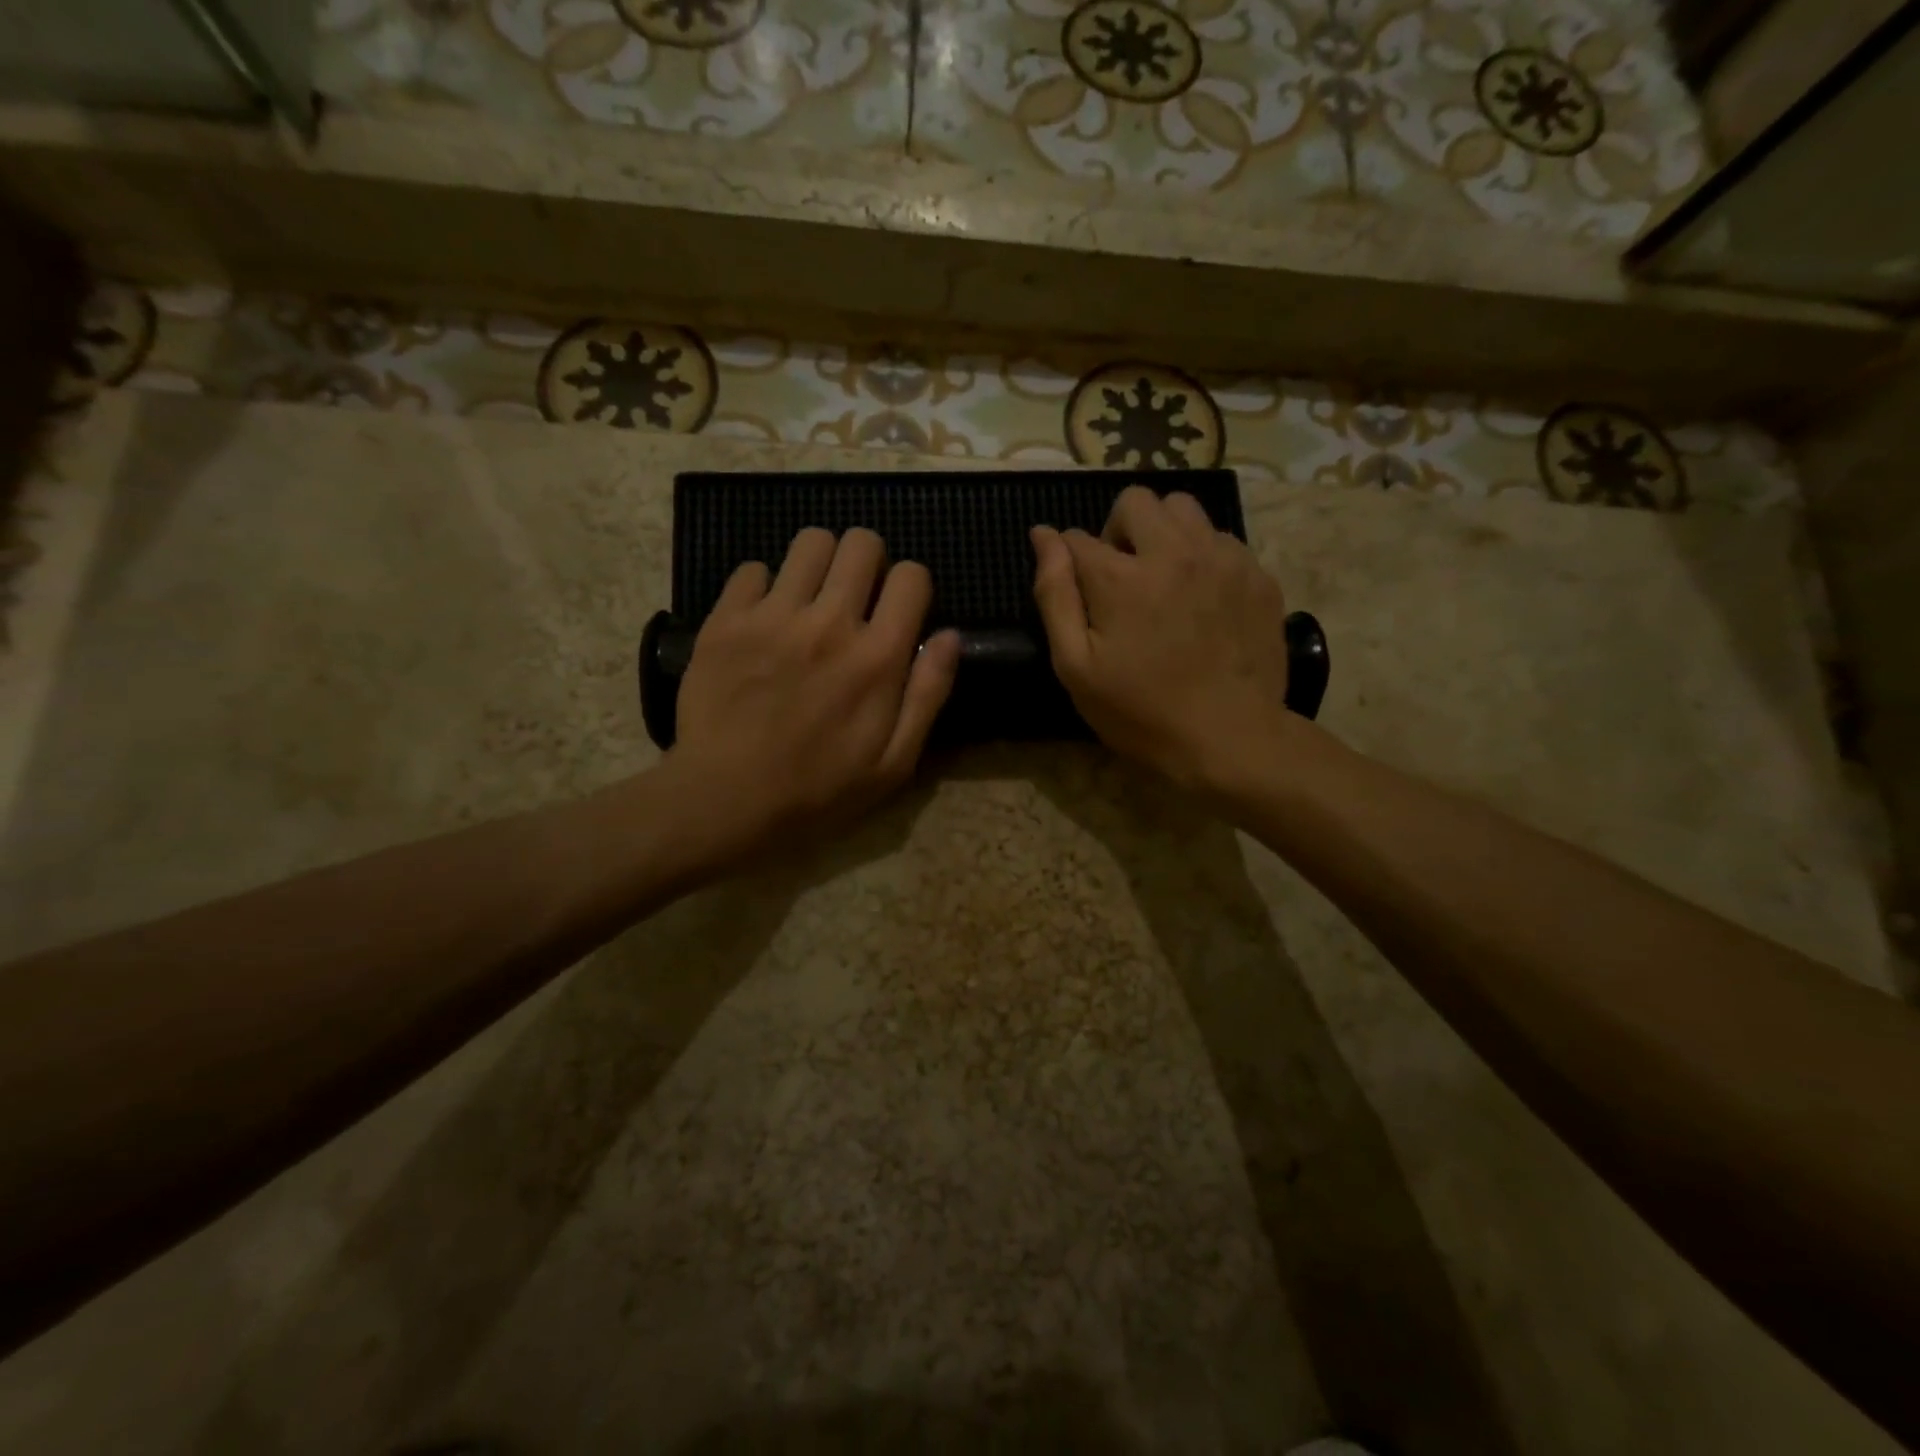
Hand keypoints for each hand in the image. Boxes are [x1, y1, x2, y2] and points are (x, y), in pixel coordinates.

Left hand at [668, 527, 959, 860]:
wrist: (725, 800)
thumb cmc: (818, 790)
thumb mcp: (894, 763)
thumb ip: (928, 695)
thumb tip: (950, 636)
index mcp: (878, 657)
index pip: (912, 576)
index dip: (912, 586)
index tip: (898, 610)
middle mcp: (830, 622)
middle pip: (862, 542)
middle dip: (868, 561)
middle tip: (855, 596)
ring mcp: (773, 616)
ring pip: (809, 541)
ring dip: (819, 563)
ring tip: (810, 598)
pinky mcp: (726, 620)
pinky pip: (752, 569)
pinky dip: (763, 586)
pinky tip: (763, 619)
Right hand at [1031, 487, 1294, 788]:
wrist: (1230, 738)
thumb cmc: (1140, 712)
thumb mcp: (1076, 666)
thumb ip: (1055, 594)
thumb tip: (1043, 536)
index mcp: (1120, 576)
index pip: (1077, 538)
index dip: (1069, 560)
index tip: (1080, 590)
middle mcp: (1173, 551)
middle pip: (1135, 501)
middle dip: (1118, 531)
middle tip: (1122, 578)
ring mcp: (1222, 558)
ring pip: (1184, 508)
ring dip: (1163, 532)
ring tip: (1164, 579)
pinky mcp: (1257, 575)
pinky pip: (1222, 539)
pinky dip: (1203, 556)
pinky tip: (1202, 599)